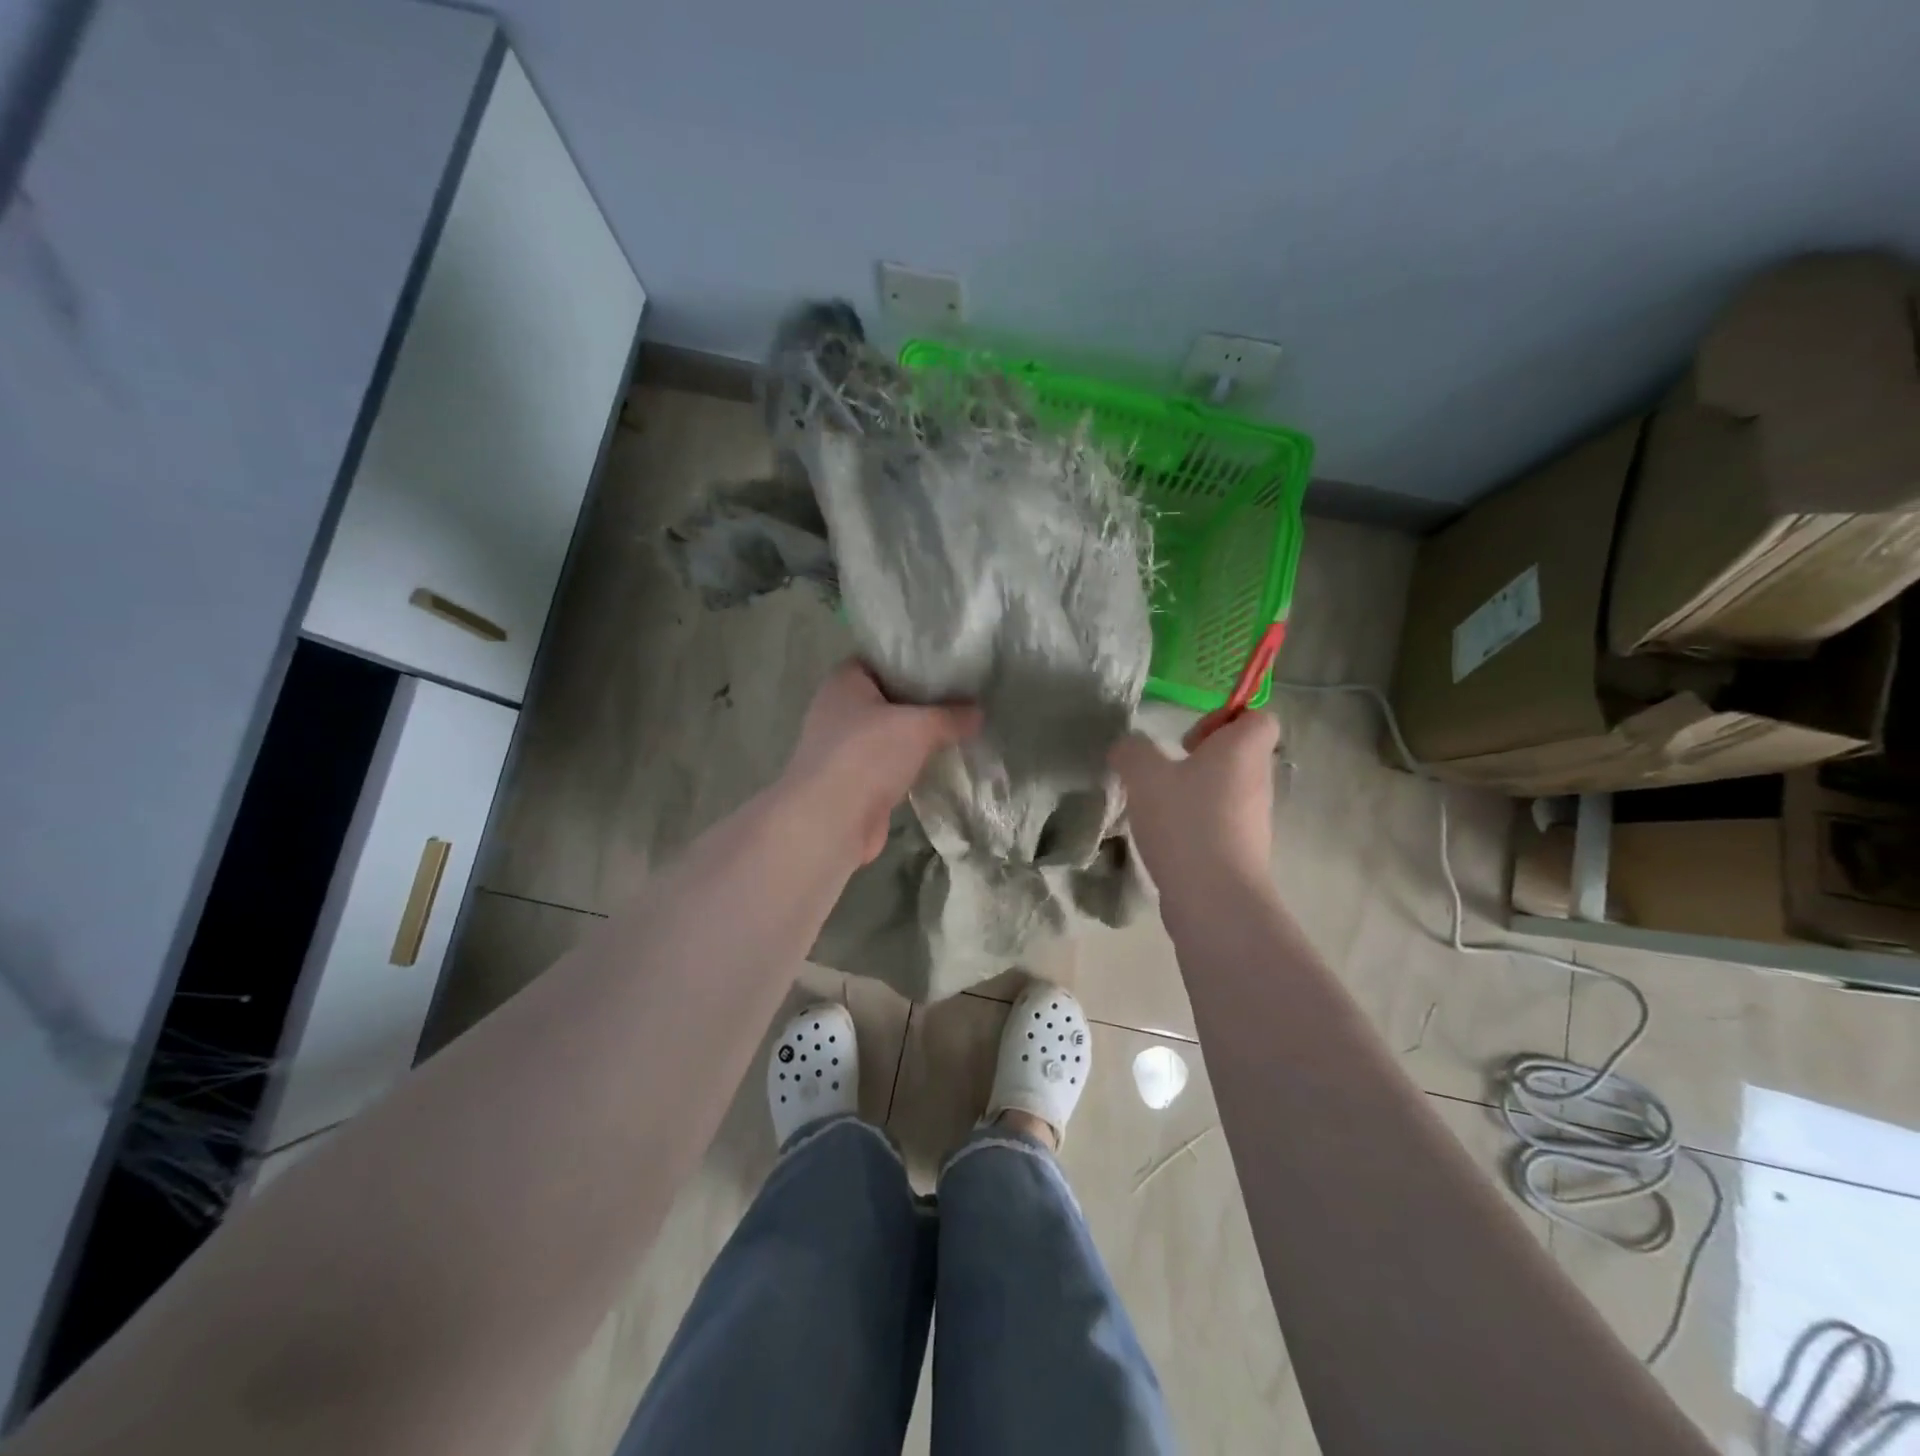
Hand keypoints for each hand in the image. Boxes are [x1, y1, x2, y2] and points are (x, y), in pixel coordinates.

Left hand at [781, 661, 980, 861]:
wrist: (831, 821)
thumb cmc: (867, 754)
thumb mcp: (919, 726)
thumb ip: (951, 715)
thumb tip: (978, 712)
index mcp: (845, 681)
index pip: (881, 659)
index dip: (913, 660)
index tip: (949, 664)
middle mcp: (838, 710)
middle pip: (888, 697)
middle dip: (922, 701)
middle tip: (963, 697)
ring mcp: (844, 748)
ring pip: (889, 734)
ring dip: (917, 737)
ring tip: (959, 729)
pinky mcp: (854, 782)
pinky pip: (889, 765)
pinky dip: (910, 765)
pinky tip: (940, 763)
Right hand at [1111, 710, 1279, 887]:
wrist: (1214, 897)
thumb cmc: (1185, 821)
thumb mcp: (1143, 775)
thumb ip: (1132, 751)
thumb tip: (1128, 747)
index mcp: (1243, 750)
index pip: (1258, 717)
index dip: (1226, 718)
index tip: (1190, 738)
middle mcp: (1258, 781)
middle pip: (1240, 754)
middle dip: (1202, 758)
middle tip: (1167, 771)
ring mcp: (1254, 819)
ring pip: (1228, 791)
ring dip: (1196, 793)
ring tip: (1160, 807)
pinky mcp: (1243, 851)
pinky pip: (1221, 823)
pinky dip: (1196, 824)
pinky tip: (1166, 838)